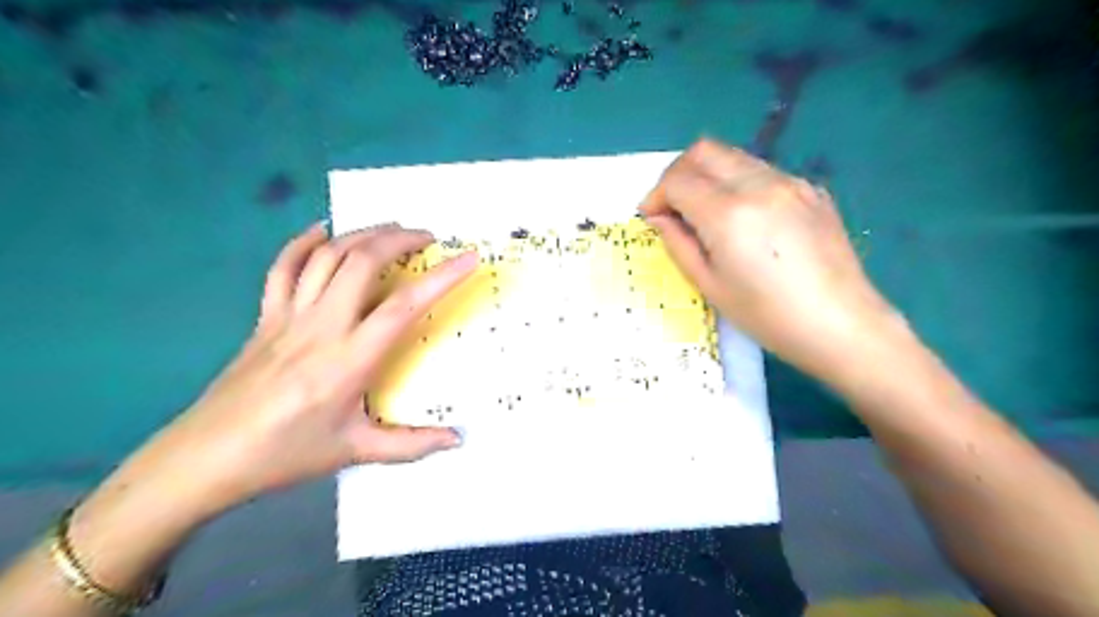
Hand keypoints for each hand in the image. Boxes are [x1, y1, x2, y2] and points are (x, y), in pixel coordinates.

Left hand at [133, 225, 477, 514]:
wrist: (205, 458)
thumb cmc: (286, 454)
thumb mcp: (356, 452)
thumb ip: (412, 445)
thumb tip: (457, 439)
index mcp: (350, 360)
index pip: (404, 306)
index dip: (442, 277)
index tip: (468, 257)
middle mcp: (322, 327)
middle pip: (363, 262)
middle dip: (400, 239)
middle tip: (427, 238)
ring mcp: (289, 316)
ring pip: (327, 256)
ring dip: (363, 234)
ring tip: (391, 229)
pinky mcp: (265, 316)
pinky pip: (284, 267)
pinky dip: (304, 242)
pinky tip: (323, 230)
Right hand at [640, 140, 896, 380]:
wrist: (841, 325)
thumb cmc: (767, 316)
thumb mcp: (710, 285)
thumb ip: (678, 243)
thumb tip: (660, 217)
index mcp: (728, 214)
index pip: (678, 180)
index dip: (656, 195)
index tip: (651, 217)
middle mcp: (758, 185)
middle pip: (704, 151)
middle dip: (678, 173)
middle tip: (673, 206)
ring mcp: (790, 182)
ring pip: (733, 156)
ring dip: (709, 176)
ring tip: (707, 212)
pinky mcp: (811, 189)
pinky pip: (762, 171)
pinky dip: (739, 183)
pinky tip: (746, 219)